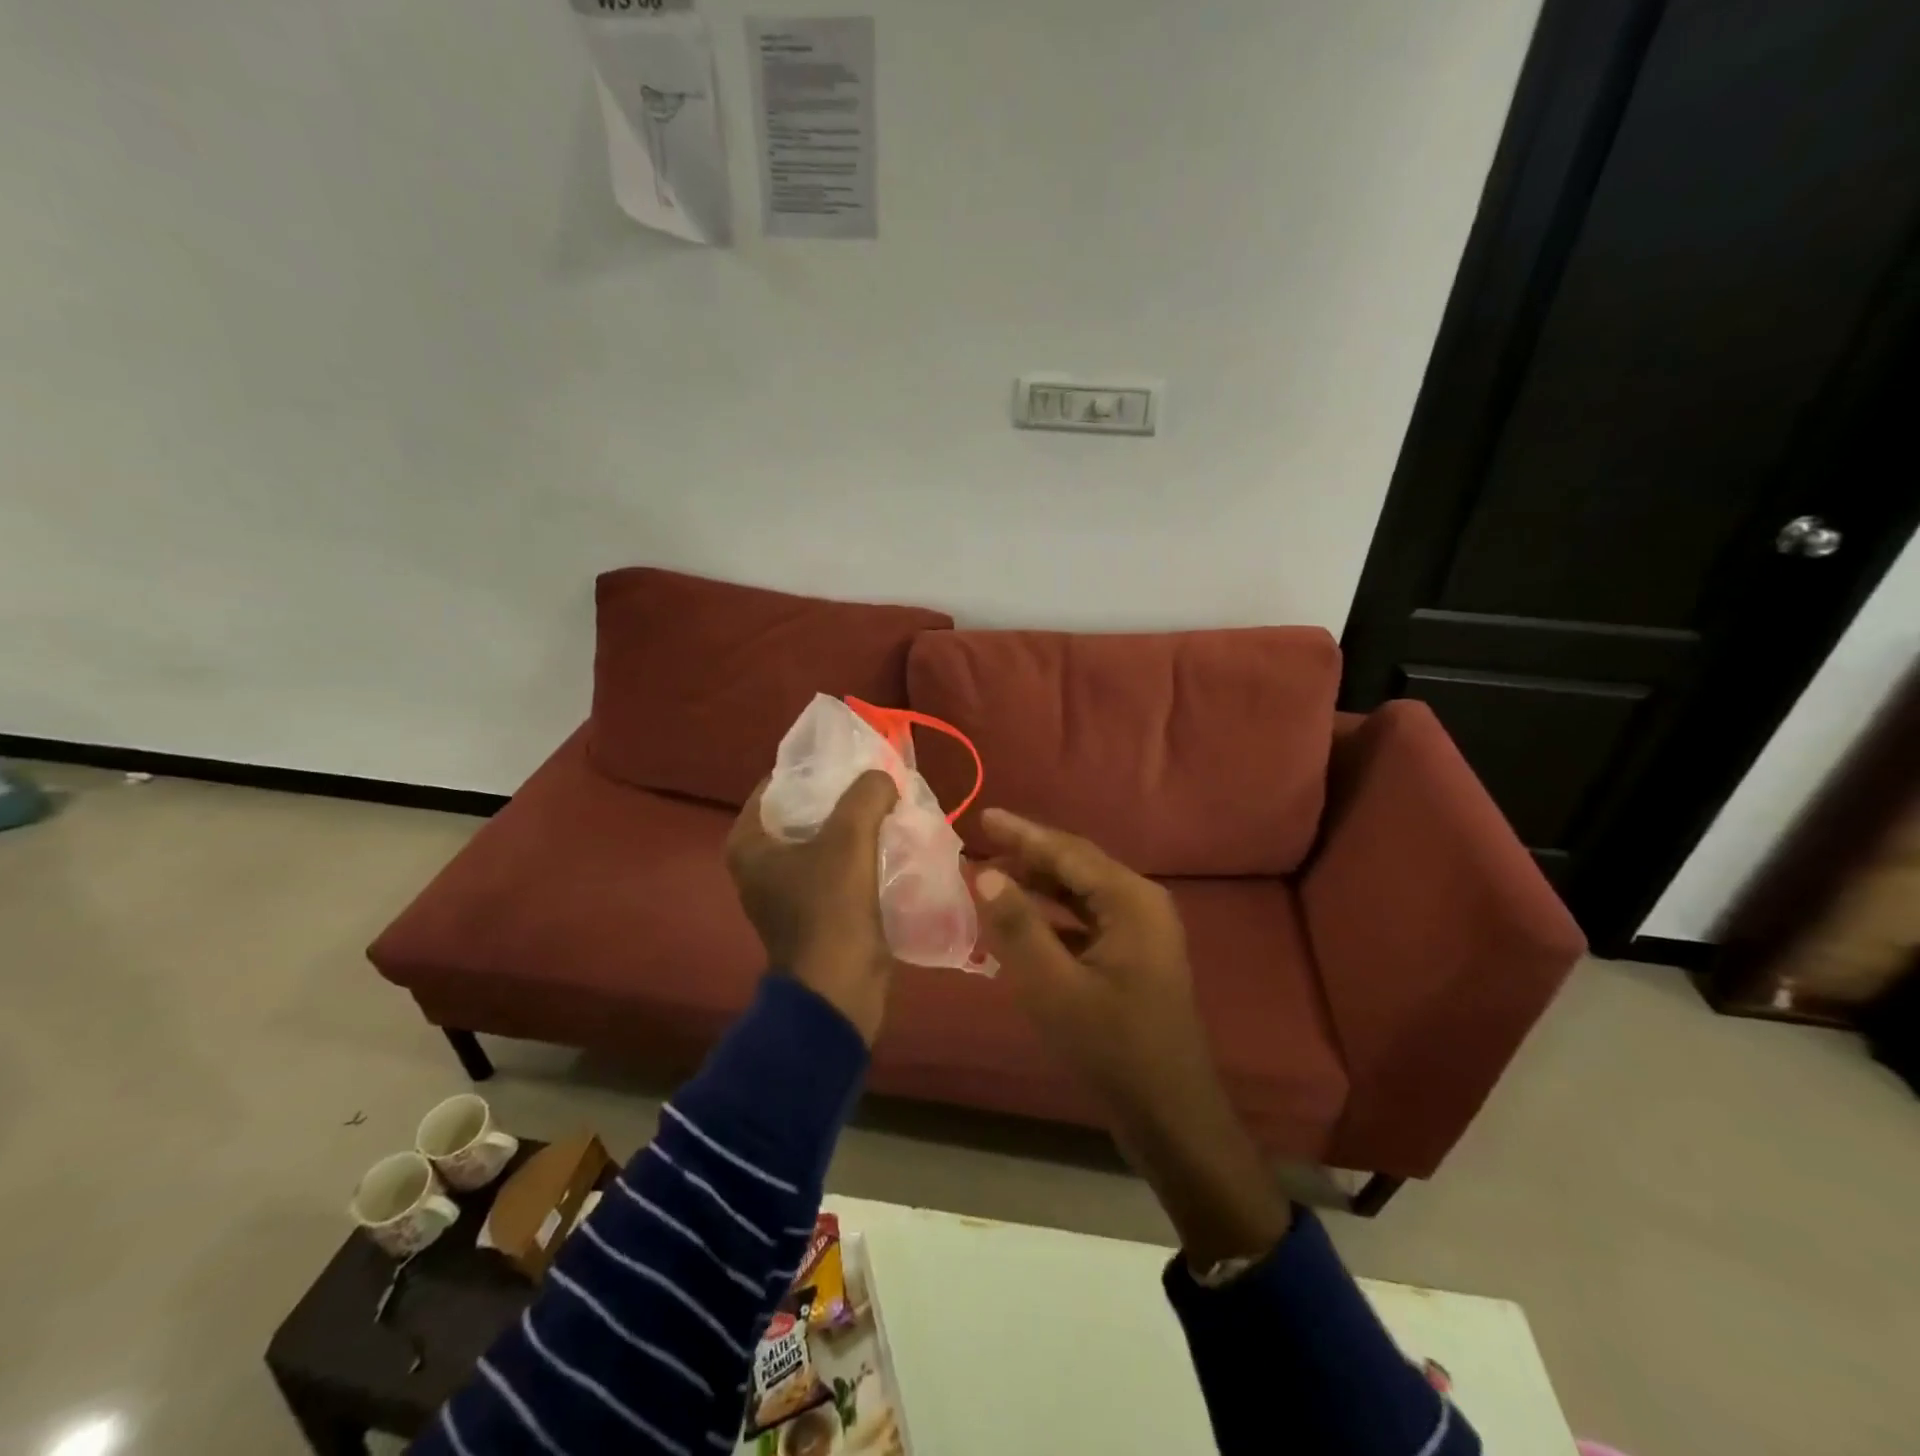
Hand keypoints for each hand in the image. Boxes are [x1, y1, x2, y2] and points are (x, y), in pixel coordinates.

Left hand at [726, 771, 899, 1044]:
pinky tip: (891, 841)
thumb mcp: (849, 839)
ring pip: (824, 840)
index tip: (851, 758)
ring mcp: (786, 891)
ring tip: (890, 806)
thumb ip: (866, 794)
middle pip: (803, 812)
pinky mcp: (814, 911)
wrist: (840, 990)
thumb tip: (881, 777)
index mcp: (748, 843)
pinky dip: (860, 854)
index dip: (814, 768)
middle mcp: (760, 864)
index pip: (778, 784)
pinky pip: (837, 867)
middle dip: (841, 797)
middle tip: (877, 780)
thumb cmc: (831, 909)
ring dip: (855, 826)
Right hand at [973, 809, 1290, 1265]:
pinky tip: (1021, 923)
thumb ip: (1018, 926)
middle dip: (1029, 854)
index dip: (1023, 833)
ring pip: (1081, 894)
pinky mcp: (1134, 958)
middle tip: (982, 843)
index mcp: (1131, 901)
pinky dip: (1052, 917)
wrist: (1171, 1116)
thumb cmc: (1112, 1048)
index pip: (1068, 852)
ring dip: (1039, 885)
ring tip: (993, 875)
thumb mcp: (1054, 987)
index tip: (984, 815)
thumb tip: (986, 872)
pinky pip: (1086, 921)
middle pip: (1077, 866)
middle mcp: (1141, 905)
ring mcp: (1141, 933)